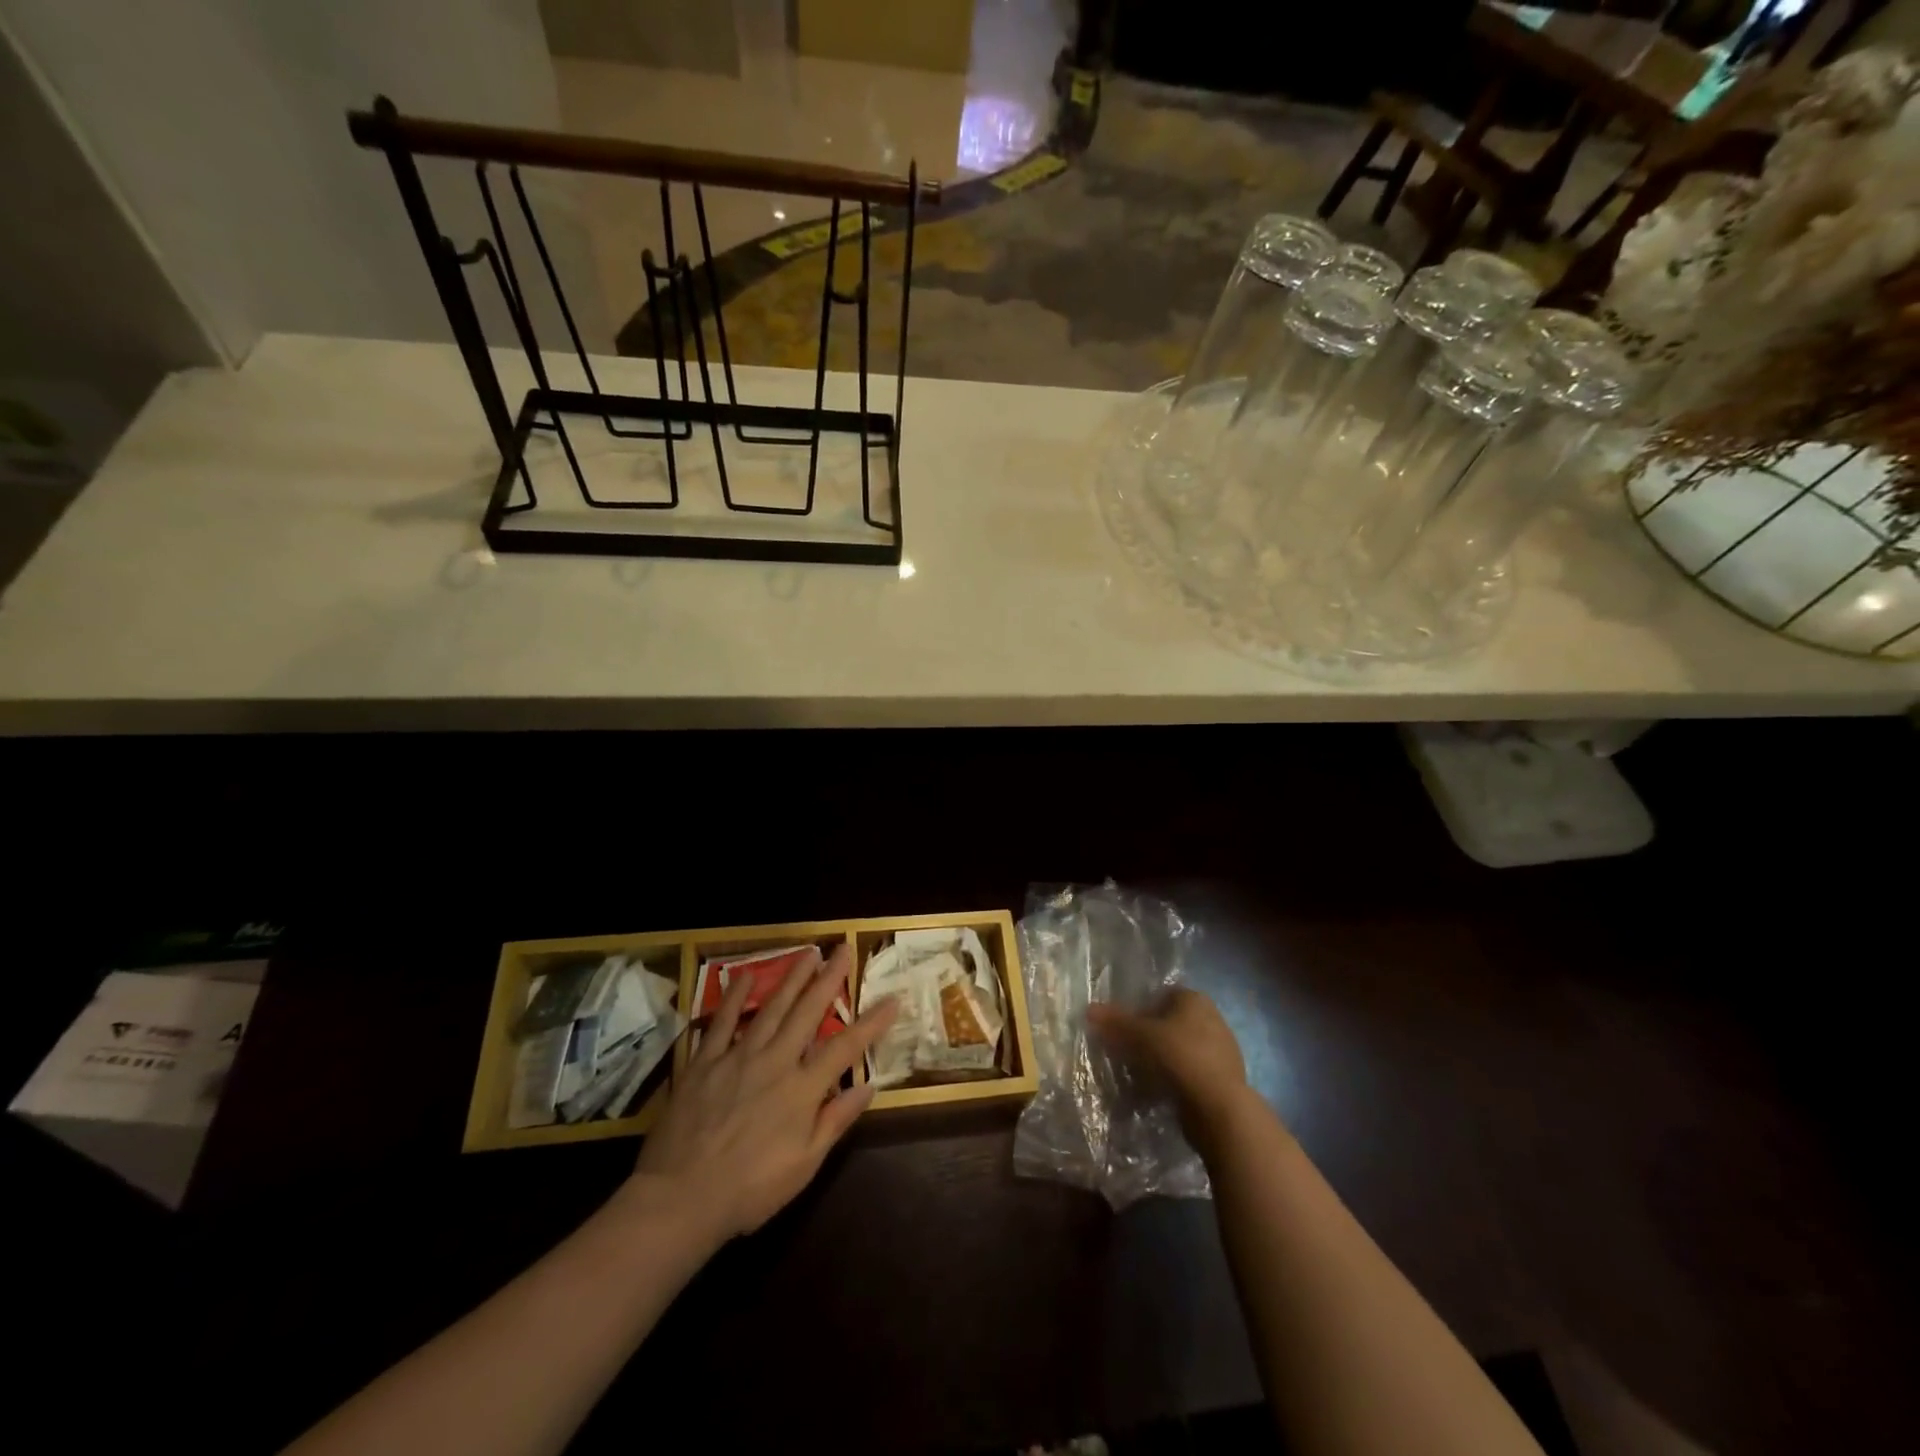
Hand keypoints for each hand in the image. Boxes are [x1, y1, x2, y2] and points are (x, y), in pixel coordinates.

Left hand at [630, 943, 898, 1242]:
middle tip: (843, 949)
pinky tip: (744, 977)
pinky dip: (734, 998)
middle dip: (829, 979)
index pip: (845, 1047)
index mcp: (802, 1089)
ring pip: (771, 1008)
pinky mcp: (704, 1062)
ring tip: (808, 952)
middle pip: (807, 1012)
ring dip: (791, 978)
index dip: (871, 1022)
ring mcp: (737, 1057)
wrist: (681, 1198)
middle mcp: (774, 1062)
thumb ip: (835, 1121)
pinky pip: (722, 1022)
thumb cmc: (750, 1189)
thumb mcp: (804, 1164)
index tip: (892, 999)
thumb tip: (868, 1086)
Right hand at [1088, 988, 1247, 1142]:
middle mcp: (1212, 1018)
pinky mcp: (1223, 1079)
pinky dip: (1174, 1079)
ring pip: (1179, 1049)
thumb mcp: (1140, 1035)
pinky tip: (1159, 1092)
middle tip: (1127, 1053)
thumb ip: (1115, 1022)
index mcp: (1195, 999)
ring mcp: (1221, 1050)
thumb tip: (1089, 1009)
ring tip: (1140, 1076)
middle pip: (1169, 1023)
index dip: (1139, 1009)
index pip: (1161, 995)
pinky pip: (1189, 1072)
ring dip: (1160, 1060)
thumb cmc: (1179, 1057)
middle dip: (1148, 1037)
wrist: (1219, 1108)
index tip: (1123, 1029)